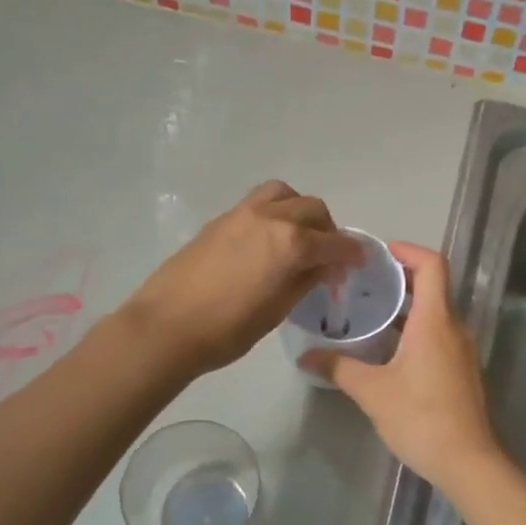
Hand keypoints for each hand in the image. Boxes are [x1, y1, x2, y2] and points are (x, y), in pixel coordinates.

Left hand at [119, 182, 362, 375]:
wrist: (167, 326)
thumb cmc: (228, 329)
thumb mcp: (278, 310)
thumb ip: (306, 281)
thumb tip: (324, 266)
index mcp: (291, 244)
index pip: (334, 243)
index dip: (351, 253)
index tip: (358, 262)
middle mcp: (271, 218)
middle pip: (313, 209)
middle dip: (328, 230)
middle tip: (328, 256)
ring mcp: (243, 213)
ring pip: (285, 194)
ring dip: (300, 210)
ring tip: (299, 236)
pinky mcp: (221, 219)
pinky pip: (259, 202)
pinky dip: (275, 212)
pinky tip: (269, 240)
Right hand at [305, 244, 502, 489]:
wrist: (467, 461)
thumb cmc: (420, 418)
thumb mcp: (372, 391)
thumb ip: (339, 367)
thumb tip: (306, 356)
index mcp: (435, 321)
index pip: (432, 265)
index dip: (408, 250)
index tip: (380, 253)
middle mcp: (454, 327)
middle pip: (433, 286)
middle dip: (400, 278)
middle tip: (364, 282)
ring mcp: (461, 350)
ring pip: (435, 313)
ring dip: (406, 307)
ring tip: (370, 312)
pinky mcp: (462, 370)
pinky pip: (438, 334)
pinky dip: (415, 329)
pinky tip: (387, 349)